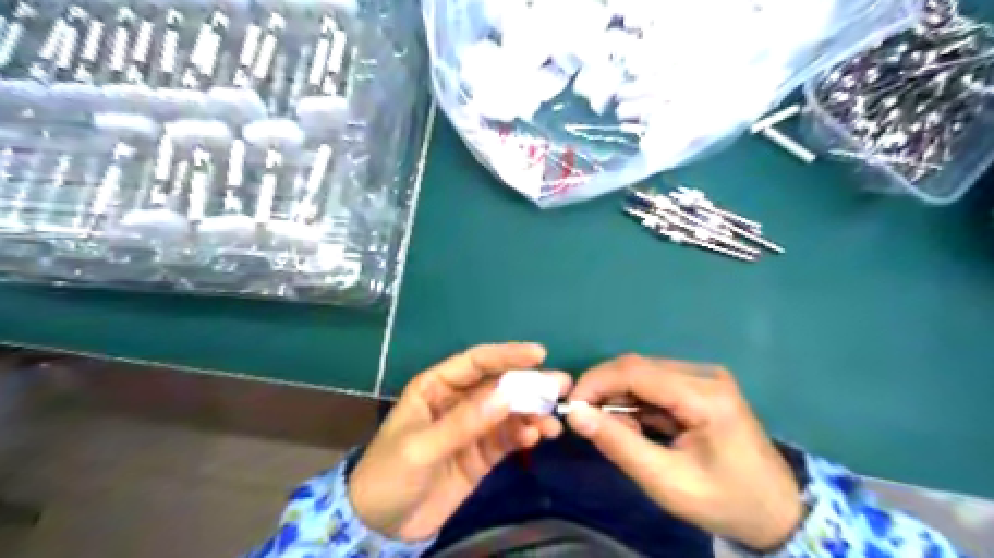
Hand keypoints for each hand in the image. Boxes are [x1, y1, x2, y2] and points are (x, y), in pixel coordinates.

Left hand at [347, 342, 565, 541]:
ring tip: (553, 420)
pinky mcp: (482, 453)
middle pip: (498, 385)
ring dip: (532, 412)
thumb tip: (506, 397)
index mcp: (436, 387)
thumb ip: (464, 423)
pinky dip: (525, 435)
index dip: (506, 355)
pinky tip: (537, 437)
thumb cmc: (389, 475)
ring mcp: (473, 427)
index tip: (538, 355)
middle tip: (560, 386)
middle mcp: (458, 400)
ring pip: (508, 411)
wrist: (381, 527)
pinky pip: (508, 437)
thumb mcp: (421, 447)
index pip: (476, 362)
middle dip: (529, 384)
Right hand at [563, 353, 802, 549]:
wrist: (776, 511)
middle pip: (638, 367)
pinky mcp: (700, 385)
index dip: (596, 382)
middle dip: (604, 390)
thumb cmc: (724, 501)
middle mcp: (705, 375)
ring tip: (617, 432)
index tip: (571, 407)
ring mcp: (705, 377)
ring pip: (643, 373)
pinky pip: (655, 383)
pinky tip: (636, 427)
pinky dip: (635, 402)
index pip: (636, 371)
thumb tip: (577, 415)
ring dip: (619, 397)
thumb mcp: (666, 482)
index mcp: (705, 396)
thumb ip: (619, 445)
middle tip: (587, 422)